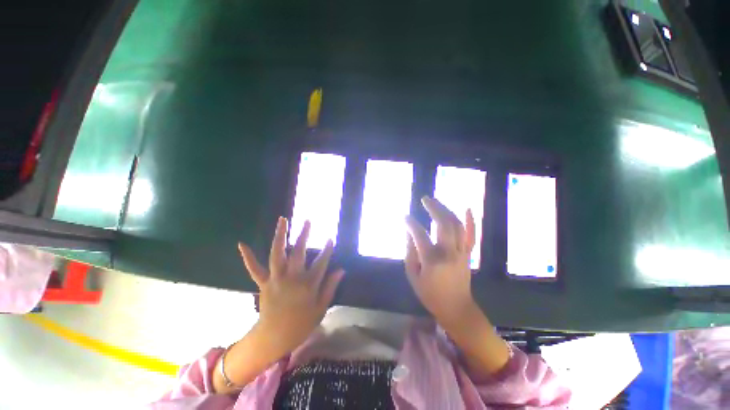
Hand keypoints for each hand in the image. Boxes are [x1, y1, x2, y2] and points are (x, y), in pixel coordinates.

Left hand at [238, 217, 343, 355]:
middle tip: (308, 221)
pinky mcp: (263, 283)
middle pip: (299, 252)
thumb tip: (341, 270)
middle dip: (304, 235)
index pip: (321, 262)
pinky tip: (242, 244)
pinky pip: (255, 269)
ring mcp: (276, 279)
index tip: (330, 239)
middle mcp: (292, 278)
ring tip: (283, 220)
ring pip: (278, 253)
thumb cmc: (300, 325)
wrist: (273, 339)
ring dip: (280, 235)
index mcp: (308, 285)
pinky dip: (248, 257)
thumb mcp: (321, 308)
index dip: (327, 250)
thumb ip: (330, 287)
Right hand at [405, 197, 510, 374]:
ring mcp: (461, 252)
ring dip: (447, 210)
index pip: (419, 234)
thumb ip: (410, 253)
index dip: (411, 223)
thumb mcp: (412, 276)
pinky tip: (468, 208)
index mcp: (432, 260)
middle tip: (425, 198)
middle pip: (443, 223)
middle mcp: (449, 252)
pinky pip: (472, 235)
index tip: (405, 217)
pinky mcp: (468, 254)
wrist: (456, 308)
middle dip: (434, 207)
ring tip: (437, 202)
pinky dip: (471, 221)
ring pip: (457, 225)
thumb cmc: (430, 294)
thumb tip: (409, 234)